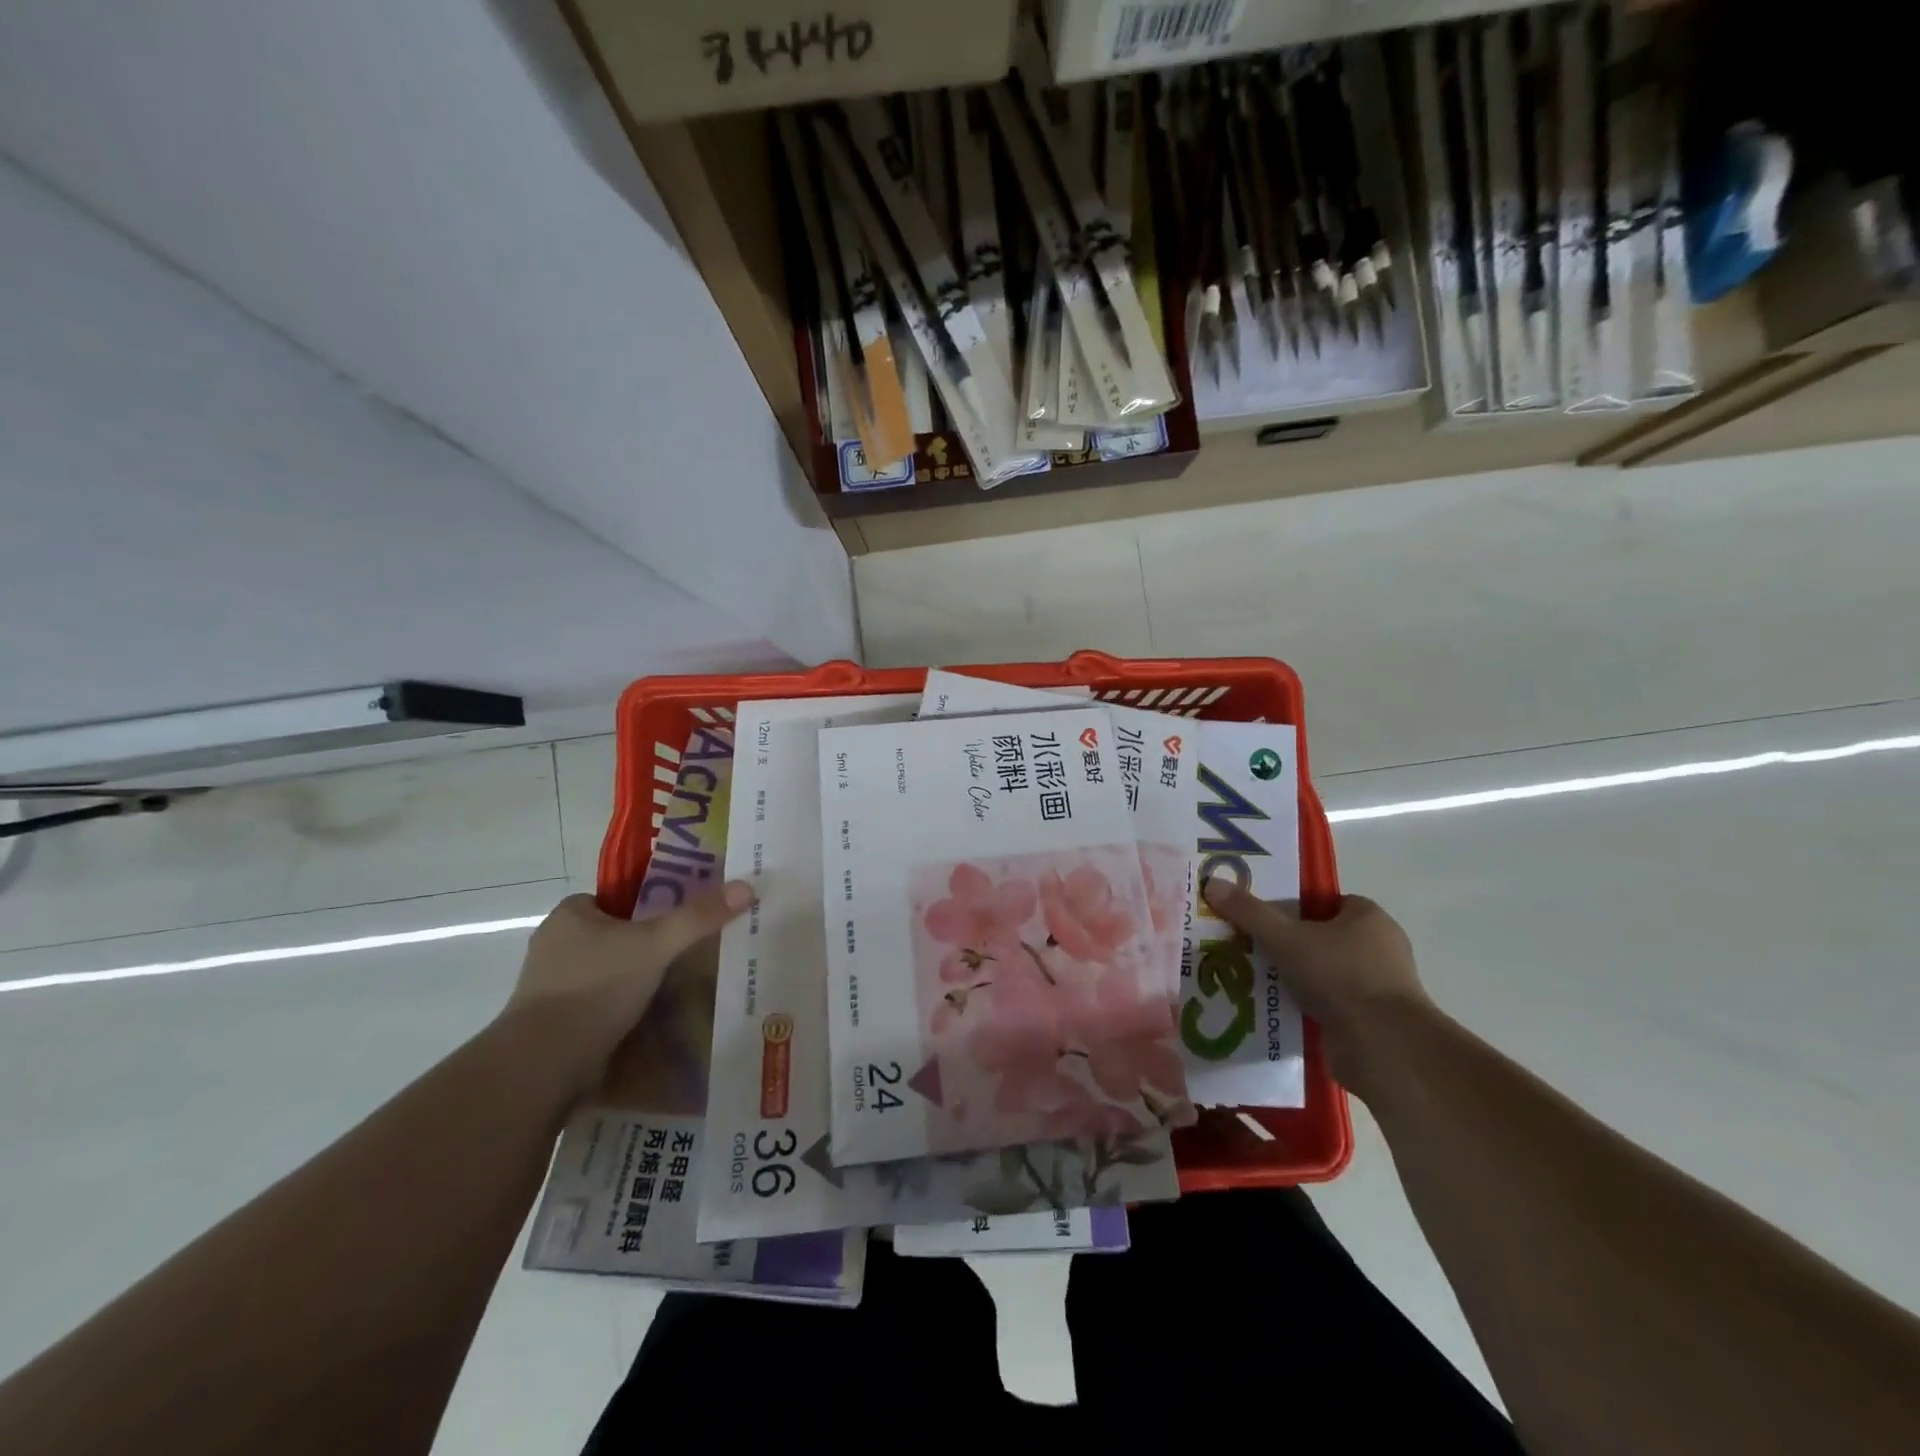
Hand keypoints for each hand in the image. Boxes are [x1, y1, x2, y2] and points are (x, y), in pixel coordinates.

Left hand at [501, 883, 751, 1097]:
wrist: (542, 1067)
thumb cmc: (595, 989)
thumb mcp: (655, 945)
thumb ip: (698, 918)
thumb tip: (747, 887)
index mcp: (570, 915)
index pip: (619, 898)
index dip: (653, 904)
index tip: (684, 919)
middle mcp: (556, 945)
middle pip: (618, 935)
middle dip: (650, 945)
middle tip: (691, 952)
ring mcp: (552, 987)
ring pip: (611, 971)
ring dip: (639, 978)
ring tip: (680, 986)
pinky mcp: (556, 1023)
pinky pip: (601, 1003)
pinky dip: (625, 1007)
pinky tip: (653, 1016)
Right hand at [1200, 880, 1431, 1094]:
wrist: (1383, 1048)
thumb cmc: (1340, 976)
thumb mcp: (1285, 937)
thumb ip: (1249, 912)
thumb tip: (1211, 883)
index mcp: (1369, 918)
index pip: (1325, 901)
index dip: (1292, 905)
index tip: (1260, 916)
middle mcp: (1379, 948)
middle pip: (1321, 937)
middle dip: (1286, 943)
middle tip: (1247, 945)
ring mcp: (1377, 987)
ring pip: (1322, 973)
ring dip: (1292, 977)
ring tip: (1249, 976)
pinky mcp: (1369, 1021)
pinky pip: (1327, 1004)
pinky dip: (1302, 1006)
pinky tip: (1269, 1008)